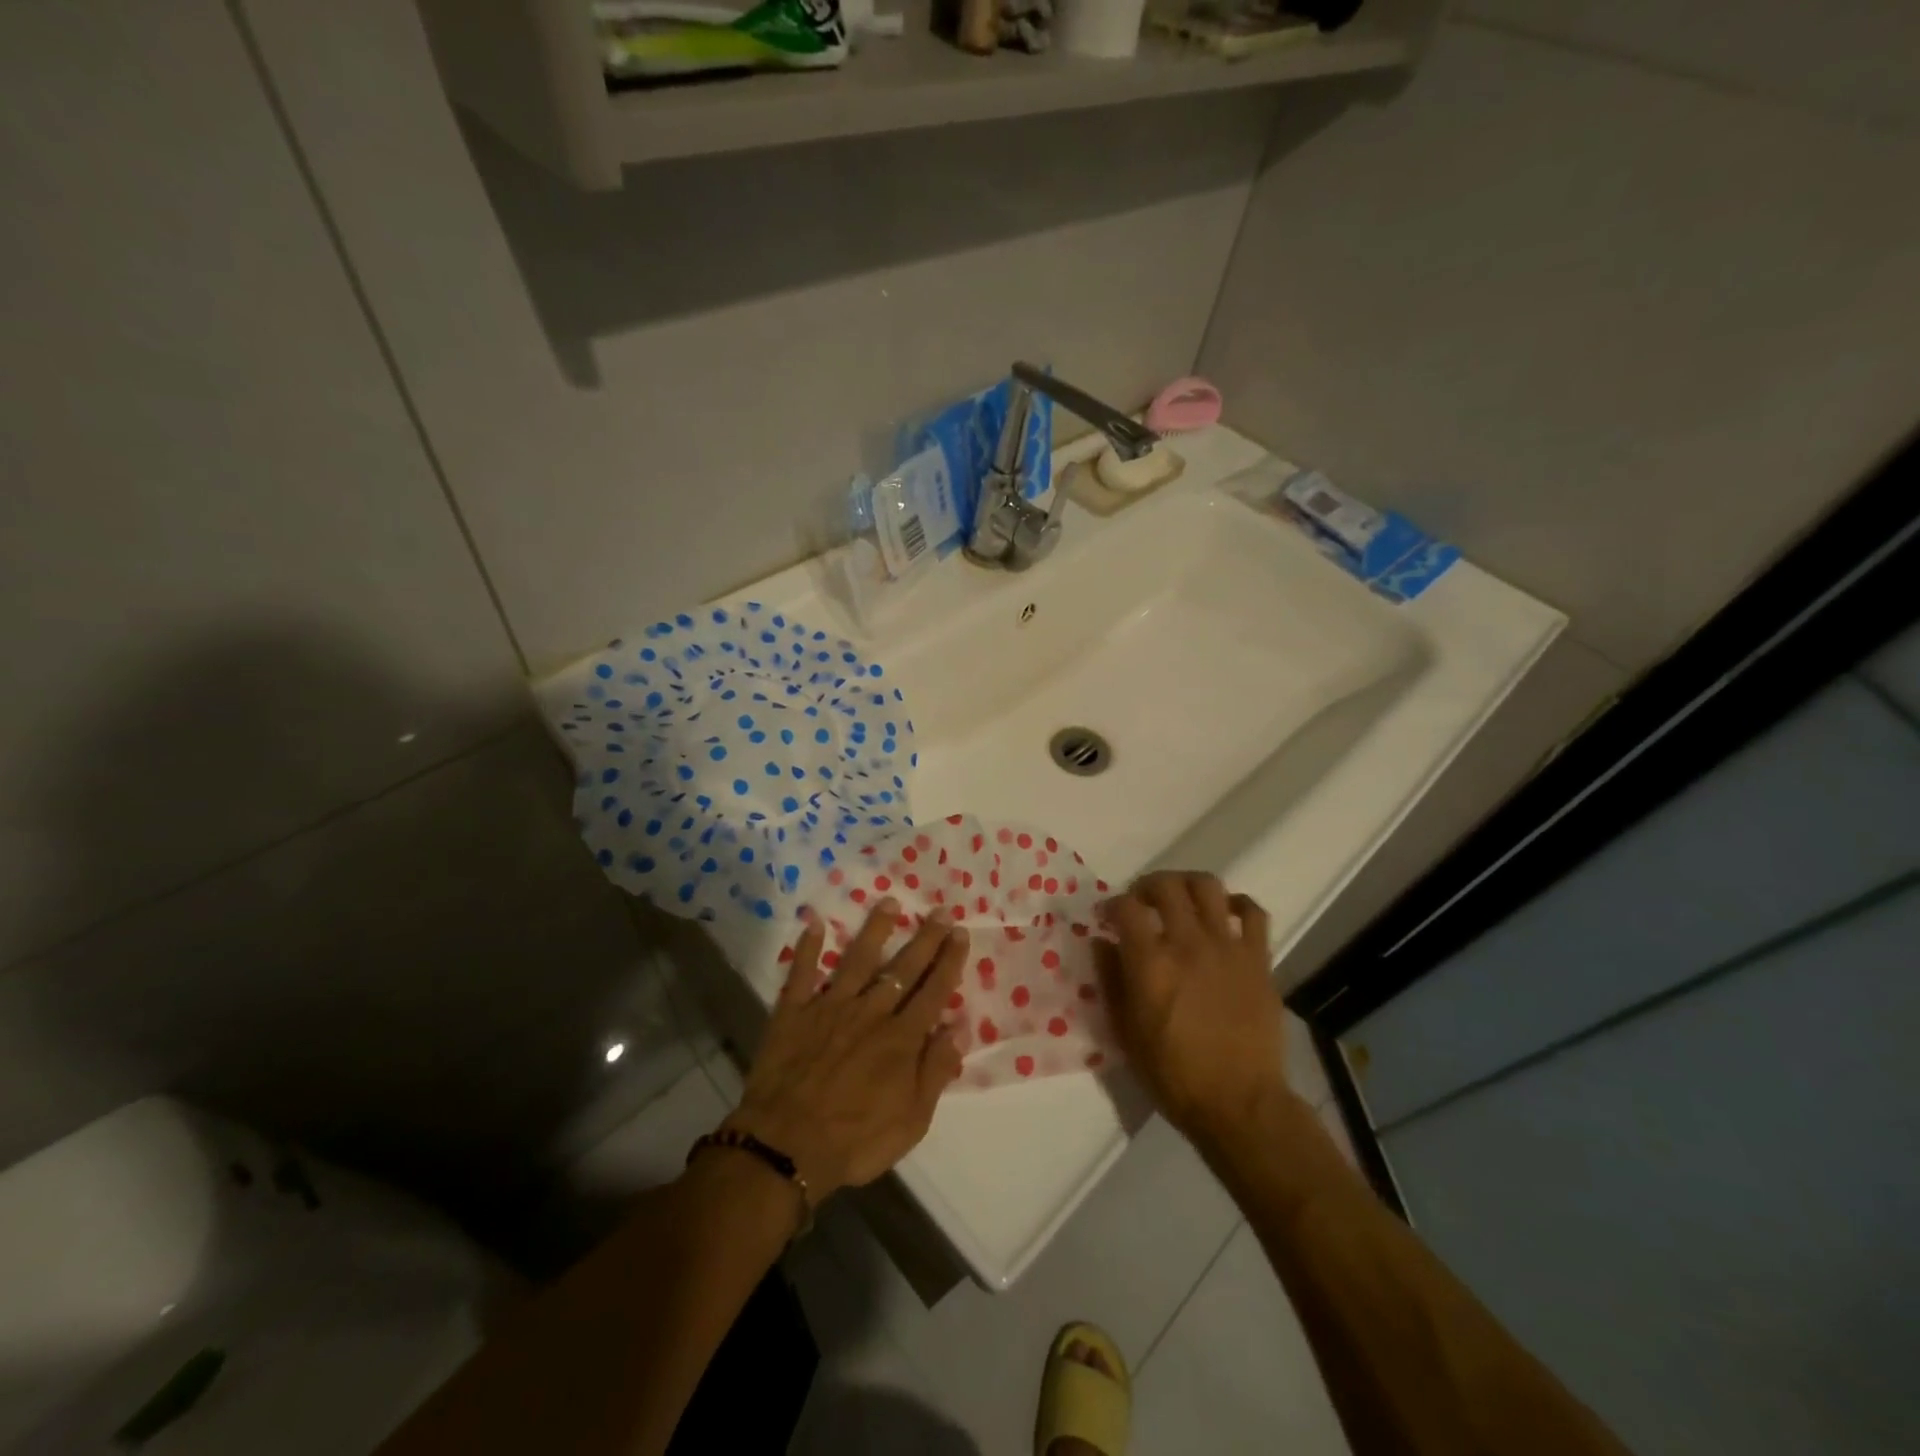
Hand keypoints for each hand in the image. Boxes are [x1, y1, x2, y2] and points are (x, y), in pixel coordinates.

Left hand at [724, 900, 968, 1202]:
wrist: (786, 1147)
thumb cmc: (856, 1140)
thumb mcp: (912, 1120)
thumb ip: (935, 1071)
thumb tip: (959, 1028)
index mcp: (901, 1039)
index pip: (933, 991)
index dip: (949, 961)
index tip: (960, 933)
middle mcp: (870, 1013)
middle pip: (903, 969)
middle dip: (925, 939)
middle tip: (940, 911)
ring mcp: (829, 1008)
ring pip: (857, 960)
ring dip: (875, 930)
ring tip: (889, 902)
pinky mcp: (793, 1013)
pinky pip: (801, 974)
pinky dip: (808, 949)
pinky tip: (815, 923)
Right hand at [1095, 872, 1286, 1141]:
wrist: (1240, 1104)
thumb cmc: (1174, 1074)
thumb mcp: (1125, 1033)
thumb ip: (1110, 980)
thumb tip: (1101, 942)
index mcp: (1150, 963)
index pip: (1125, 906)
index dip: (1112, 904)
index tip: (1108, 918)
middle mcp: (1187, 943)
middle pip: (1166, 885)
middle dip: (1147, 885)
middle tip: (1142, 901)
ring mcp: (1227, 947)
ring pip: (1208, 886)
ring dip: (1188, 884)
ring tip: (1181, 899)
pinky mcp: (1259, 958)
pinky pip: (1254, 912)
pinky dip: (1238, 904)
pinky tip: (1226, 914)